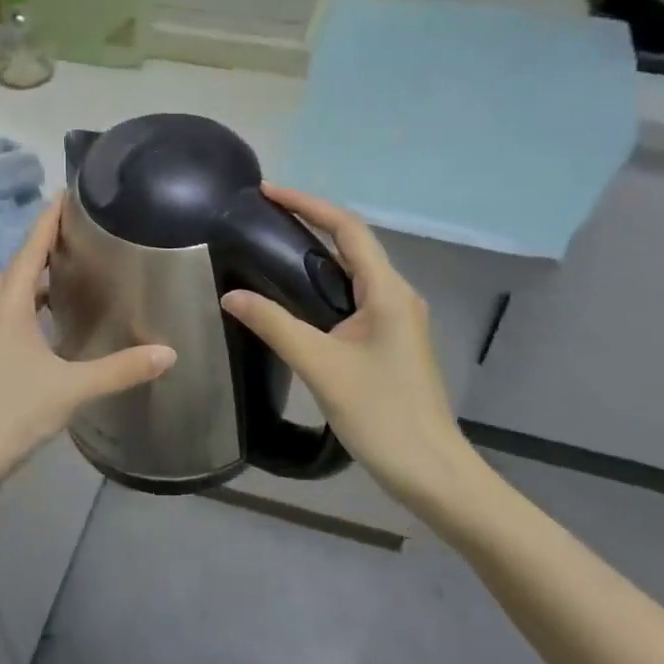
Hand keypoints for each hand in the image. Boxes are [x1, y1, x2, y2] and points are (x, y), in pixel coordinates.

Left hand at [0, 195, 175, 493]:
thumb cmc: (11, 412)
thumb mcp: (71, 388)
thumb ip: (120, 369)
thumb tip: (169, 351)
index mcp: (10, 304)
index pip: (31, 247)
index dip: (49, 218)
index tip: (70, 191)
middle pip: (23, 262)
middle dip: (49, 239)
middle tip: (86, 225)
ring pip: (19, 289)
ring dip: (43, 270)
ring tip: (79, 261)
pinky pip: (20, 311)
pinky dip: (40, 300)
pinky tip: (63, 314)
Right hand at [220, 185, 470, 506]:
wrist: (431, 472)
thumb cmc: (381, 415)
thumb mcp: (321, 366)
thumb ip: (275, 325)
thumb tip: (231, 295)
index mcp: (388, 291)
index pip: (347, 229)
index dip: (308, 204)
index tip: (268, 191)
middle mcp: (397, 295)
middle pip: (352, 244)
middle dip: (310, 223)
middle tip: (263, 217)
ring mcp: (397, 319)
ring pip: (354, 271)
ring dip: (317, 253)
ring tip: (272, 246)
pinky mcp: (391, 340)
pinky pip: (354, 296)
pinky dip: (324, 284)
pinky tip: (296, 295)